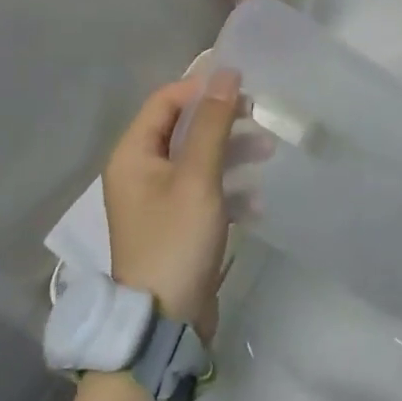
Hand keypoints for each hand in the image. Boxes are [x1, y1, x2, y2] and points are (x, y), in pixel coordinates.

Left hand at [103, 70, 242, 340]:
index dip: (201, 88)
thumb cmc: (176, 242)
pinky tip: (256, 202)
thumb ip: (212, 124)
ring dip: (231, 152)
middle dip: (222, 121)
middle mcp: (140, 171)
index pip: (165, 101)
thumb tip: (226, 73)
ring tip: (268, 151)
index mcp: (133, 154)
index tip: (240, 86)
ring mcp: (157, 200)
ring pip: (197, 159)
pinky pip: (203, 192)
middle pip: (183, 128)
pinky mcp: (175, 225)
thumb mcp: (197, 178)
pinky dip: (228, 190)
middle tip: (258, 115)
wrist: (164, 327)